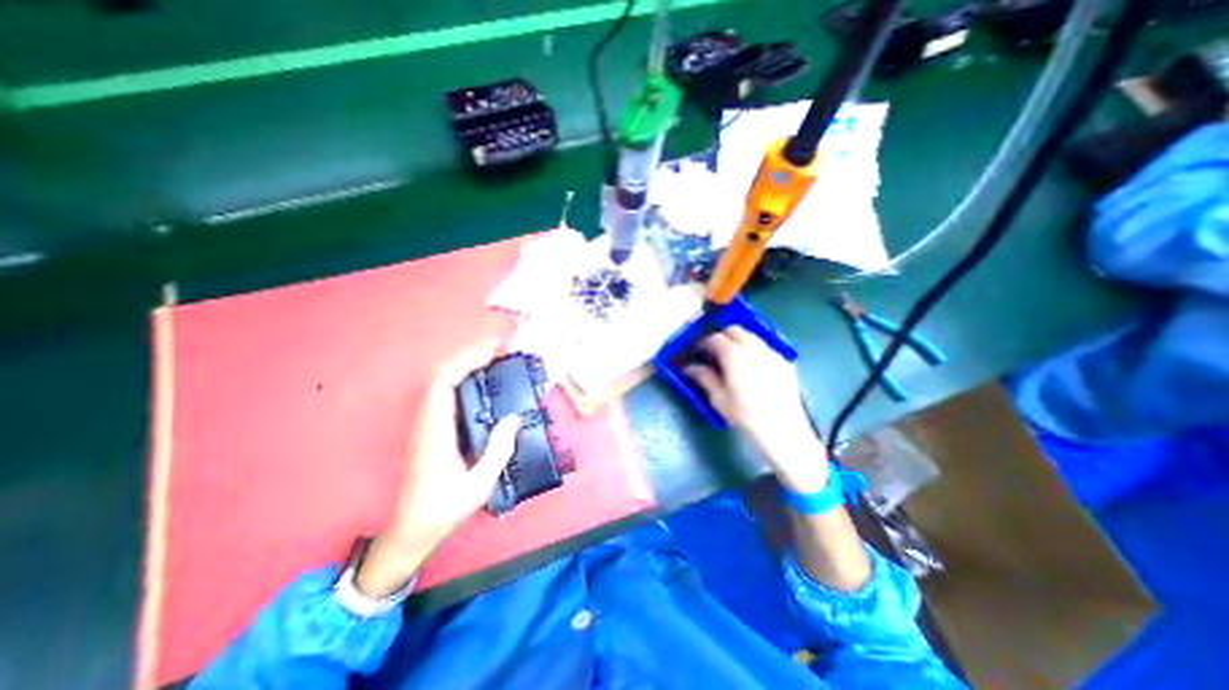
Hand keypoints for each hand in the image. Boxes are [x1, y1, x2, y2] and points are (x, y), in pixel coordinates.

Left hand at [361, 346, 522, 598]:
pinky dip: (461, 382)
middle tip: (496, 350)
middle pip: (441, 378)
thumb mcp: (478, 485)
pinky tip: (479, 385)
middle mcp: (428, 425)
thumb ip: (498, 450)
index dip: (465, 364)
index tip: (490, 353)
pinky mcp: (431, 433)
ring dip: (464, 367)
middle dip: (467, 358)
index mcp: (436, 435)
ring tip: (490, 361)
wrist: (410, 532)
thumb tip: (514, 418)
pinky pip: (444, 397)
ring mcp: (427, 428)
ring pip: (441, 386)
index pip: (444, 386)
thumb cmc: (443, 510)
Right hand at [686, 326, 829, 493]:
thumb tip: (690, 368)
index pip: (715, 338)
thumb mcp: (719, 399)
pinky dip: (754, 350)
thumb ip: (704, 378)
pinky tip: (752, 369)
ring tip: (733, 360)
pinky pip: (766, 348)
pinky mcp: (785, 363)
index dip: (704, 343)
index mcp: (735, 356)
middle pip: (735, 330)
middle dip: (722, 337)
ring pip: (752, 336)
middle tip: (714, 353)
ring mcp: (773, 354)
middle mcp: (755, 348)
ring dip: (739, 341)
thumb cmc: (746, 417)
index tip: (698, 353)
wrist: (783, 432)